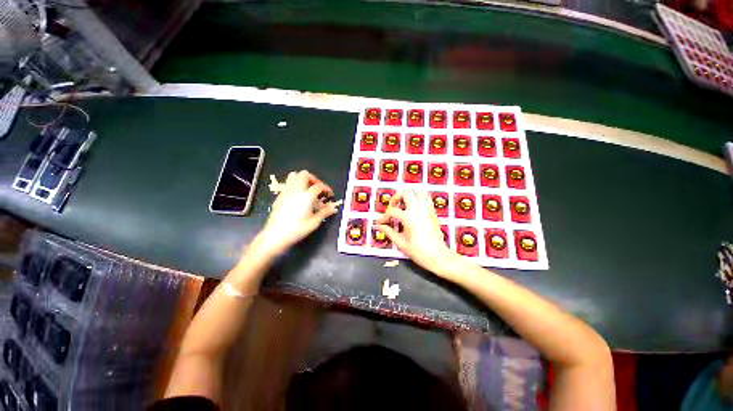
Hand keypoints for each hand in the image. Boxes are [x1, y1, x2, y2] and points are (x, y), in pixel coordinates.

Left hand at [256, 170, 337, 256]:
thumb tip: (332, 207)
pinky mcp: (280, 196)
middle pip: (305, 174)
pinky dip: (295, 185)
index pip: (319, 186)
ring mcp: (286, 192)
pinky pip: (288, 183)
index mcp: (306, 196)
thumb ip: (324, 212)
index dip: (326, 188)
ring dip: (303, 179)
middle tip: (318, 188)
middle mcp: (296, 190)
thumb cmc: (297, 229)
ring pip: (294, 175)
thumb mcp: (314, 222)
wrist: (275, 235)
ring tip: (308, 189)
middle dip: (314, 179)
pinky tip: (298, 196)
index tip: (330, 194)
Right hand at [375, 190, 458, 274]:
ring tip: (402, 205)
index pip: (391, 211)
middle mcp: (418, 209)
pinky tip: (413, 207)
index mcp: (409, 217)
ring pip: (417, 192)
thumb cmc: (419, 251)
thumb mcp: (400, 242)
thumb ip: (388, 231)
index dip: (383, 217)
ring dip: (407, 196)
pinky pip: (425, 197)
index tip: (380, 223)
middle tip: (392, 208)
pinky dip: (418, 198)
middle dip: (396, 199)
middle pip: (405, 194)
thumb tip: (379, 226)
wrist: (438, 256)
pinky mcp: (432, 211)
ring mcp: (427, 209)